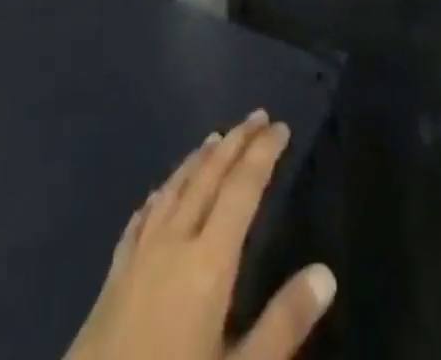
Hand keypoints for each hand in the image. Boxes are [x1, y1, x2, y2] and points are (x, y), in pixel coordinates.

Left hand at [64, 111, 336, 359]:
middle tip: (256, 116)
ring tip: (214, 138)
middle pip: (208, 177)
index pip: (242, 190)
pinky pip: (141, 217)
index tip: (280, 126)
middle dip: (235, 143)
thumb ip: (283, 324)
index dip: (262, 154)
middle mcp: (173, 242)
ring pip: (173, 189)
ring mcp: (138, 255)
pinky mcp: (113, 275)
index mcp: (208, 261)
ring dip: (198, 160)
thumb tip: (326, 273)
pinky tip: (159, 193)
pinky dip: (159, 195)